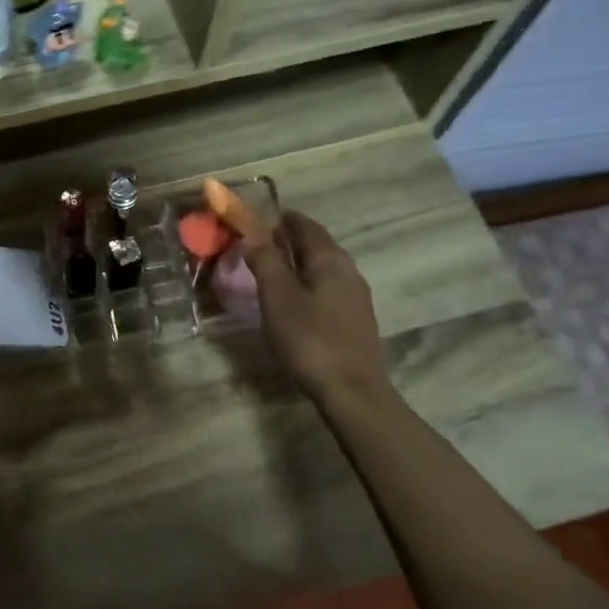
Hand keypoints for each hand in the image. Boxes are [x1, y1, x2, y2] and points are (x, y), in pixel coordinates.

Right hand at [239, 212, 391, 405]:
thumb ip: (265, 262)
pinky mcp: (355, 321)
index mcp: (331, 260)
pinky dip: (308, 283)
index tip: (264, 217)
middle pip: (319, 246)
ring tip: (274, 270)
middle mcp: (349, 272)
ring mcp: (356, 298)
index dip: (285, 219)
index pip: (307, 226)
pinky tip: (296, 300)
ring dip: (300, 263)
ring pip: (324, 269)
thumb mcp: (278, 297)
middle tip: (264, 243)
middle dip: (292, 240)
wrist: (351, 390)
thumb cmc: (310, 339)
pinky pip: (328, 289)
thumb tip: (253, 235)